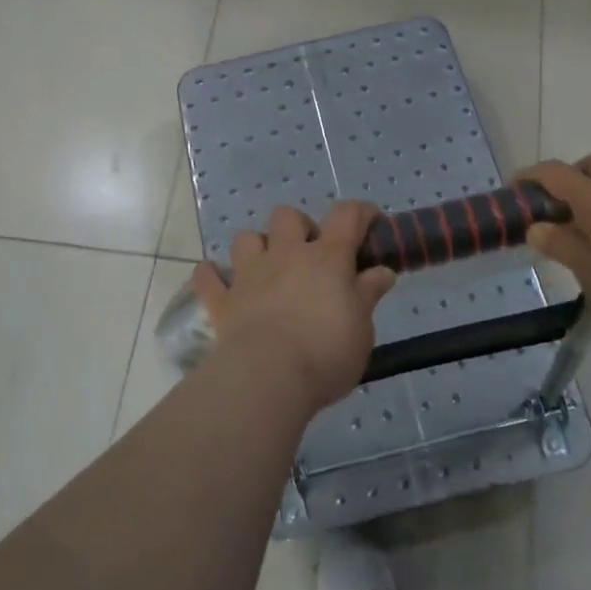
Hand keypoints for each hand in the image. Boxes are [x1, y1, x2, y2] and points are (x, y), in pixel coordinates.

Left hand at [192, 202, 397, 415]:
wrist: (269, 377)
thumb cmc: (326, 351)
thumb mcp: (362, 327)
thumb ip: (368, 294)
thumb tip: (382, 272)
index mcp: (327, 258)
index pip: (347, 216)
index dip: (361, 212)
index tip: (370, 222)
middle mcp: (286, 255)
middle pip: (288, 216)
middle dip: (300, 226)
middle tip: (311, 254)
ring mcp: (250, 275)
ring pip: (246, 238)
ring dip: (257, 246)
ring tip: (268, 267)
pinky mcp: (223, 301)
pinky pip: (208, 278)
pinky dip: (212, 276)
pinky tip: (217, 279)